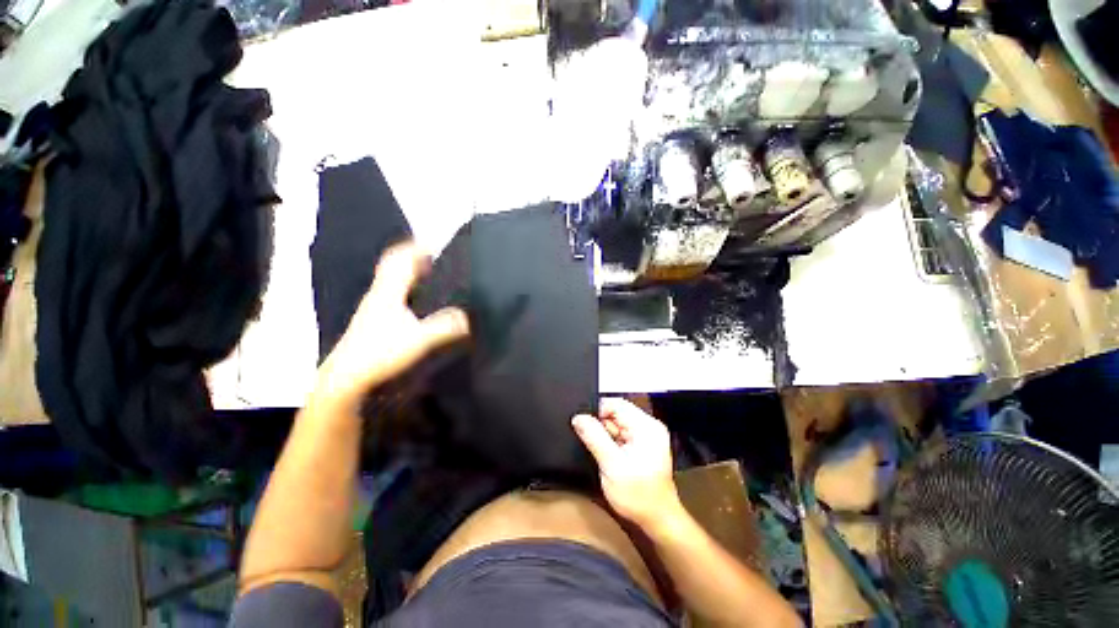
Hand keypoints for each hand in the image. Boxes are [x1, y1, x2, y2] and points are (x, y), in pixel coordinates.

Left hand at [314, 241, 469, 411]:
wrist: (346, 377)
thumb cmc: (380, 353)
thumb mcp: (419, 340)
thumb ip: (446, 327)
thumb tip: (470, 317)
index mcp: (388, 292)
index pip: (399, 260)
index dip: (414, 248)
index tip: (432, 243)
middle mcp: (378, 294)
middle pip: (391, 266)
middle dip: (411, 256)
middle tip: (432, 256)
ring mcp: (372, 307)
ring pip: (389, 279)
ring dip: (406, 272)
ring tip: (427, 274)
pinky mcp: (371, 320)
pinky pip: (389, 293)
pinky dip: (403, 288)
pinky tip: (414, 300)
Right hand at [572, 398, 682, 530]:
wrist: (657, 520)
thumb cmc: (639, 496)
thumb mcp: (611, 465)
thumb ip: (594, 437)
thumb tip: (579, 418)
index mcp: (646, 426)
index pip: (616, 404)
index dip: (597, 411)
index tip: (584, 425)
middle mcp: (648, 426)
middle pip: (616, 413)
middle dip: (602, 426)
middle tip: (597, 446)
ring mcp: (646, 435)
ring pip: (616, 424)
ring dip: (606, 436)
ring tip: (607, 456)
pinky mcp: (642, 445)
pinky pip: (621, 434)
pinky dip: (612, 443)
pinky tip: (611, 457)